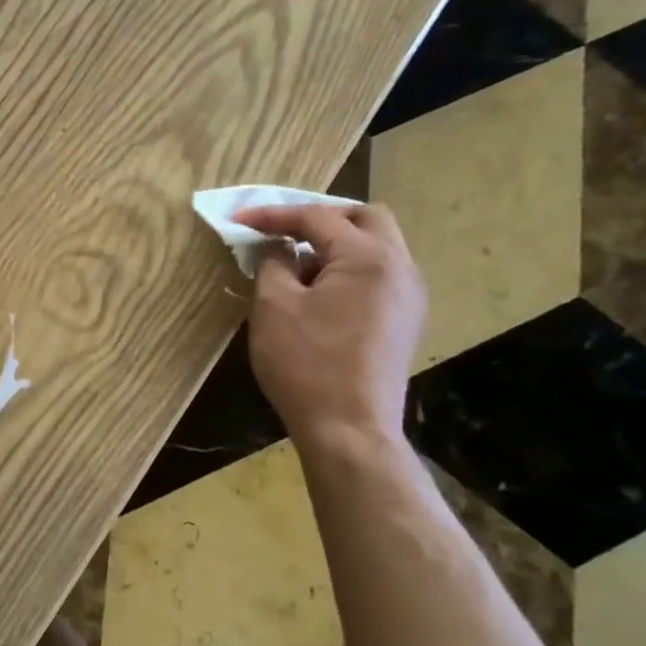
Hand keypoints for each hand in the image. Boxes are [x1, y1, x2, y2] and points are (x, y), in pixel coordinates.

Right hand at [233, 203, 424, 447]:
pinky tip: (317, 292)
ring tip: (295, 263)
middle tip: (283, 230)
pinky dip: (347, 268)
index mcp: (369, 258)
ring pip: (376, 246)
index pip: (317, 217)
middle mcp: (400, 268)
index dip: (273, 215)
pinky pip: (378, 274)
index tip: (237, 220)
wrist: (349, 429)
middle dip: (320, 217)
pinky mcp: (404, 321)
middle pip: (365, 219)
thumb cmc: (306, 364)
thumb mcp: (274, 306)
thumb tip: (278, 248)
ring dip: (335, 243)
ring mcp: (409, 296)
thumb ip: (274, 263)